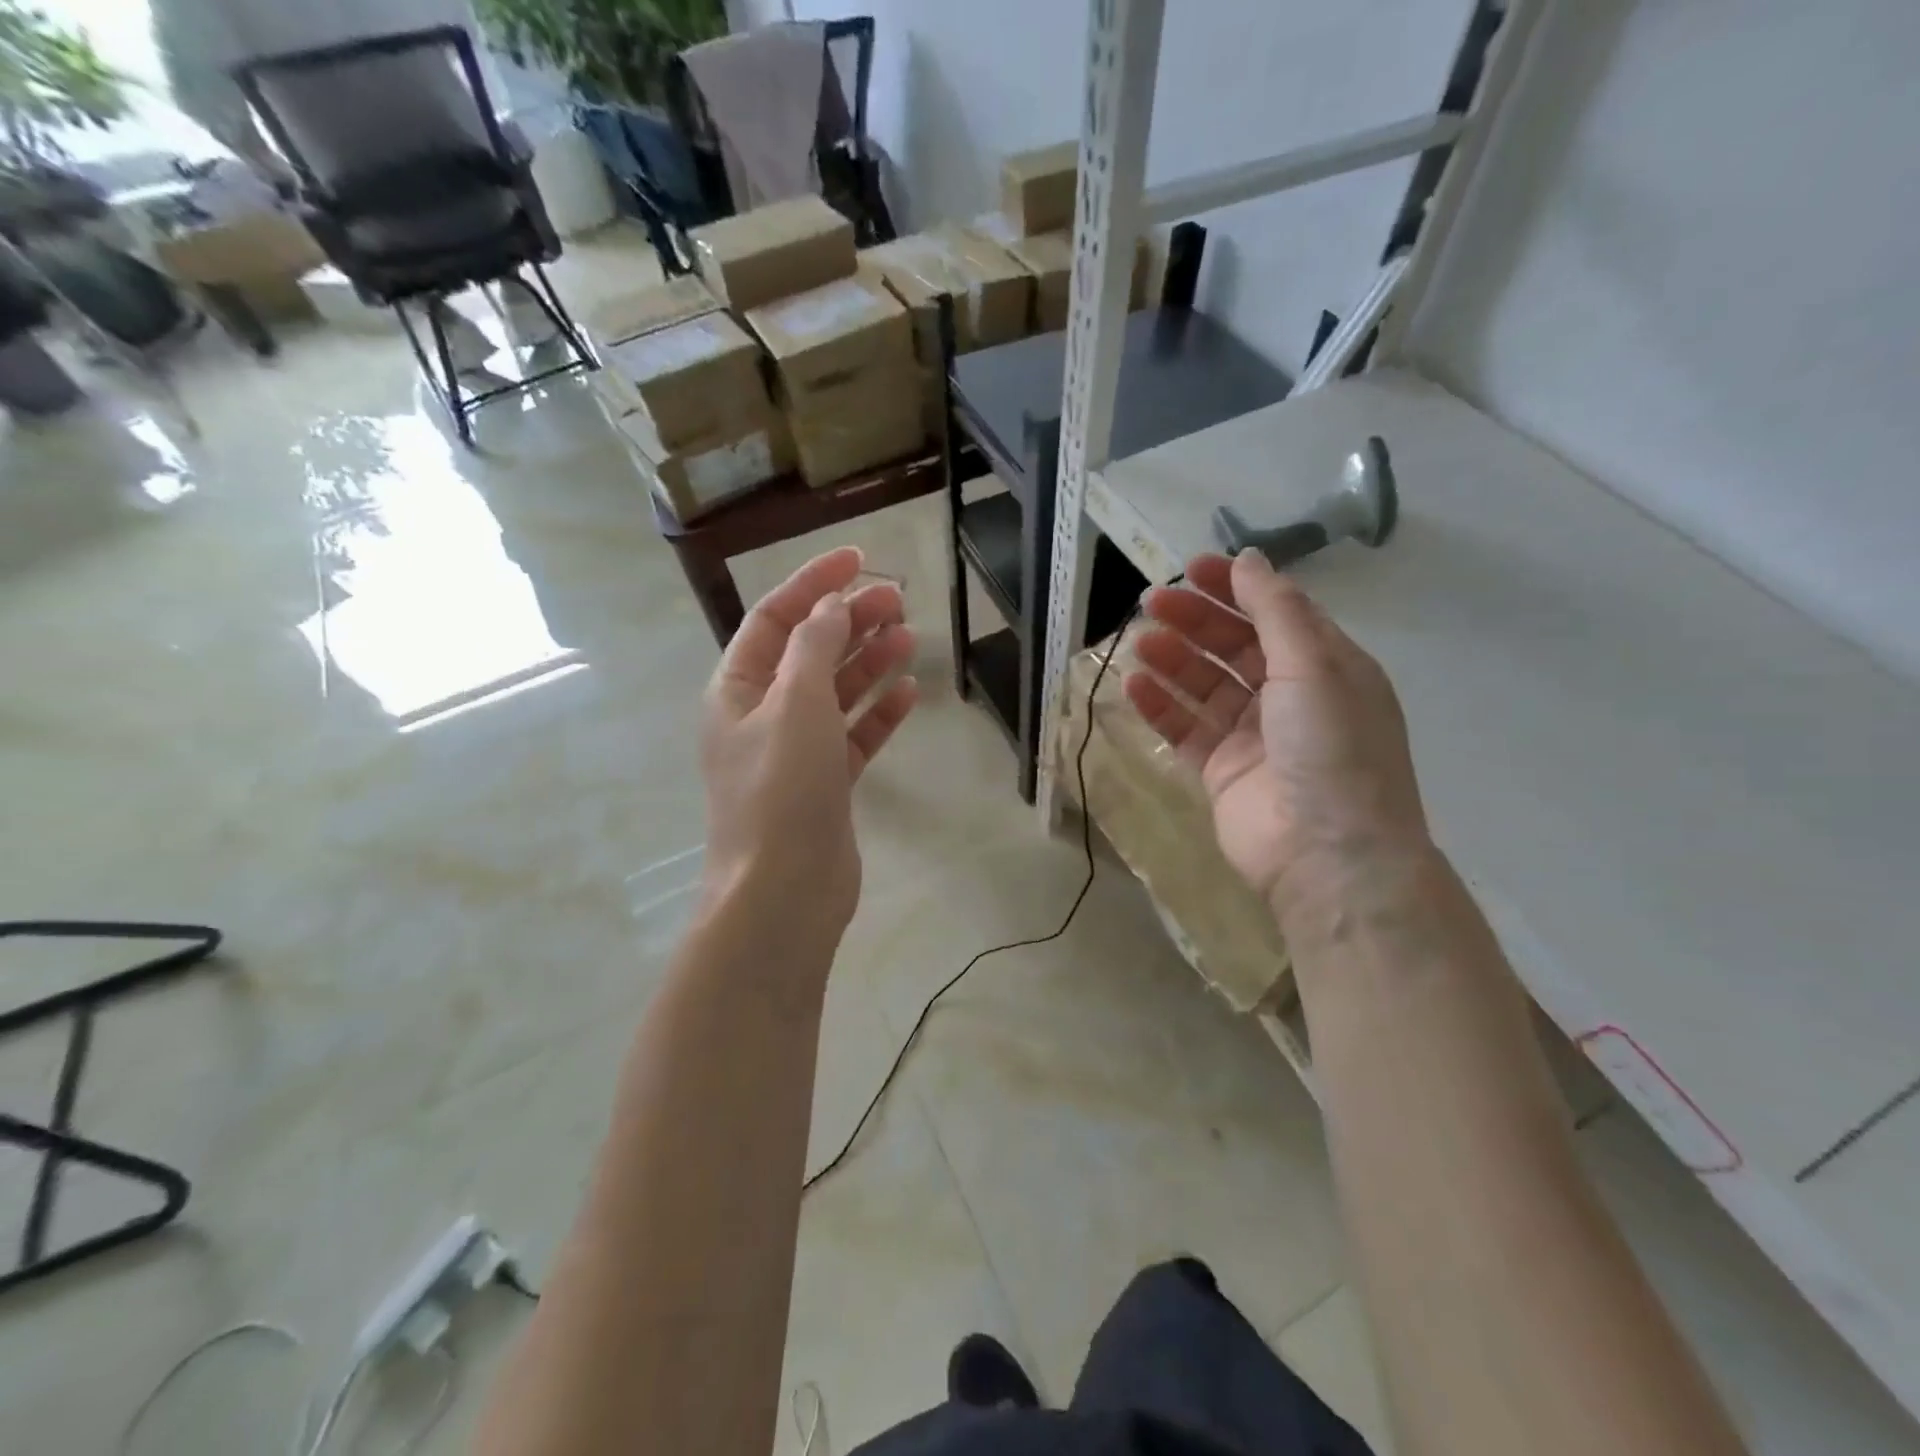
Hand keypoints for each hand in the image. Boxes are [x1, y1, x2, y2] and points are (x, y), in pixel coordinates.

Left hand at [702, 547, 917, 939]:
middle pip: (810, 652)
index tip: (860, 559)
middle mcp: (763, 714)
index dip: (814, 583)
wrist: (783, 891)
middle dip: (850, 622)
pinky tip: (908, 693)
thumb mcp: (795, 704)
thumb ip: (814, 647)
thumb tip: (831, 606)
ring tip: (909, 638)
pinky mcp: (826, 783)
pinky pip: (854, 735)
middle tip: (898, 601)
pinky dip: (878, 713)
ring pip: (836, 692)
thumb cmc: (781, 789)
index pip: (776, 618)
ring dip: (869, 662)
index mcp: (738, 689)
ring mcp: (796, 751)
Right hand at [1124, 550, 1429, 928]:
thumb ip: (1277, 610)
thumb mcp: (1314, 665)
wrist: (1328, 854)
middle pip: (1234, 646)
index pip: (1275, 614)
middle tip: (1151, 602)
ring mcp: (1253, 736)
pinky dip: (1160, 706)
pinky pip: (1185, 728)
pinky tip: (1133, 686)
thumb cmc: (1331, 748)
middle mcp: (1290, 697)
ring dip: (1173, 660)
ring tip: (1139, 642)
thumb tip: (1249, 558)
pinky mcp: (1221, 770)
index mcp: (1326, 667)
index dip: (1235, 589)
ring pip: (1205, 686)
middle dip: (1195, 621)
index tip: (1192, 569)